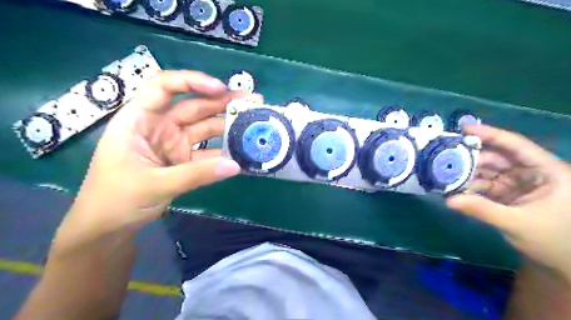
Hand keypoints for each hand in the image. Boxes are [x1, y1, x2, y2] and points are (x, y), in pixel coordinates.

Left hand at [69, 70, 259, 231]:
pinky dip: (224, 151)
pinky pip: (208, 151)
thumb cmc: (116, 199)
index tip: (221, 89)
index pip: (164, 87)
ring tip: (255, 123)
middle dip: (223, 102)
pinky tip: (243, 150)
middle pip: (194, 106)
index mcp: (139, 120)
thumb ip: (196, 174)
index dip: (192, 82)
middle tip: (253, 101)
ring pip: (205, 128)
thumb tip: (235, 166)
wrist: (108, 227)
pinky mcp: (184, 159)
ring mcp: (174, 143)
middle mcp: (159, 126)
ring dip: (228, 125)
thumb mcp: (155, 184)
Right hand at [446, 124, 570, 278]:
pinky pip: (486, 186)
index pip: (516, 145)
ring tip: (445, 176)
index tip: (465, 127)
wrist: (566, 263)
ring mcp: (520, 184)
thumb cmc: (555, 240)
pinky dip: (471, 188)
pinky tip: (456, 189)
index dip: (491, 134)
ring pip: (489, 172)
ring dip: (468, 175)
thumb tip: (449, 200)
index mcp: (547, 171)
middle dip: (471, 160)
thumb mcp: (518, 224)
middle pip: (497, 159)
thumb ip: (482, 209)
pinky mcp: (510, 194)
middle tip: (444, 160)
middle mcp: (532, 172)